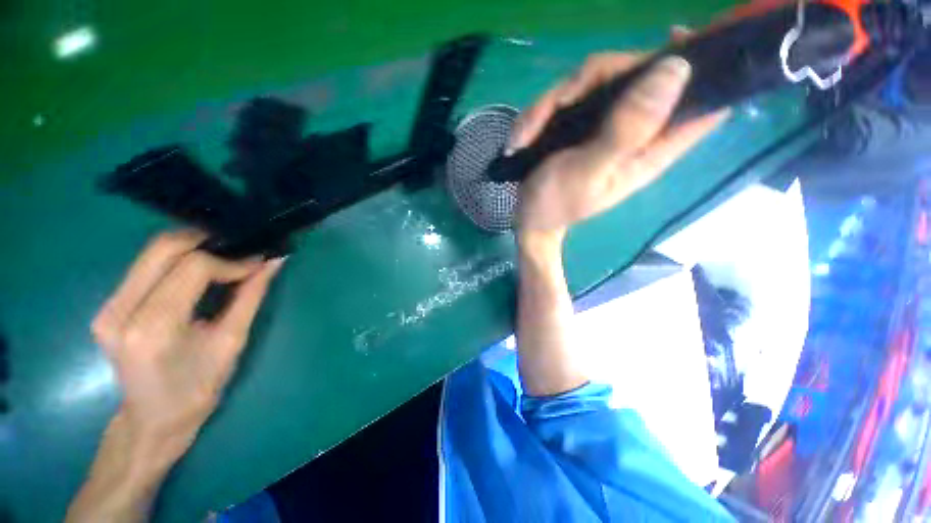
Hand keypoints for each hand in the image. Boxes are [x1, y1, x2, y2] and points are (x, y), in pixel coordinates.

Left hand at [92, 230, 282, 455]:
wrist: (154, 418)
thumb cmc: (199, 388)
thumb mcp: (232, 341)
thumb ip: (251, 296)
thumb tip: (274, 261)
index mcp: (153, 329)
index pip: (192, 268)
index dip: (230, 261)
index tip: (256, 265)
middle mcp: (120, 311)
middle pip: (163, 249)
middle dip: (207, 242)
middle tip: (239, 252)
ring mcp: (107, 307)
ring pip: (152, 252)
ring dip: (192, 249)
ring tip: (223, 259)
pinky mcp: (107, 306)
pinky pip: (145, 266)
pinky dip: (176, 260)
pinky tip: (197, 271)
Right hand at [509, 52, 729, 243]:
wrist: (529, 216)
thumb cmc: (556, 203)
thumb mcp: (588, 172)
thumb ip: (627, 130)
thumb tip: (675, 69)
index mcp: (651, 148)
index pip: (702, 103)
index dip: (707, 67)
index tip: (679, 38)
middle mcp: (634, 129)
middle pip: (638, 72)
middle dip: (593, 79)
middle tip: (557, 104)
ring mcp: (605, 123)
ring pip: (596, 79)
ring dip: (552, 102)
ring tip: (526, 135)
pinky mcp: (581, 123)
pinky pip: (568, 96)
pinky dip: (541, 111)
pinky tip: (524, 136)